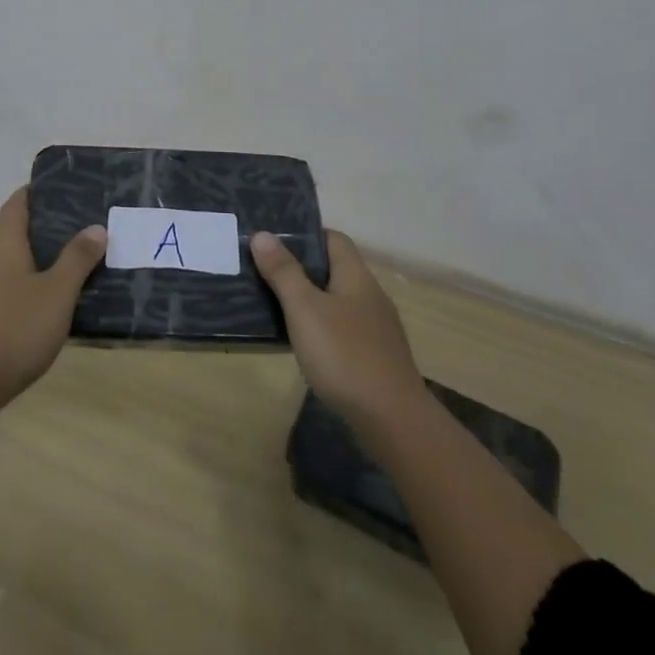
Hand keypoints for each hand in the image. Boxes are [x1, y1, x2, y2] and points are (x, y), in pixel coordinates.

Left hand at [0, 187, 105, 410]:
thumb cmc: (16, 330)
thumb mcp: (58, 293)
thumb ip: (77, 259)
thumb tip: (95, 227)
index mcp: (3, 249)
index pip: (14, 207)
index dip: (31, 193)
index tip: (52, 186)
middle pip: (10, 237)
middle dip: (39, 232)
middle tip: (74, 232)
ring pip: (6, 268)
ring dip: (31, 265)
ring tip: (64, 271)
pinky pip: (1, 294)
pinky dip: (22, 291)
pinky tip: (41, 310)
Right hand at [252, 229, 423, 429]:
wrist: (392, 420)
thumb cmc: (344, 354)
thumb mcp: (305, 309)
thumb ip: (283, 272)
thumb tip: (263, 234)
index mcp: (356, 276)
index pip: (333, 238)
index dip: (305, 235)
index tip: (273, 240)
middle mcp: (370, 295)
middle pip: (334, 269)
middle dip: (301, 268)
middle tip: (264, 270)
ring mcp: (376, 328)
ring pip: (337, 300)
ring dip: (310, 299)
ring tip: (275, 304)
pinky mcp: (375, 356)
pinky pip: (342, 328)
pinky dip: (321, 327)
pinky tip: (303, 342)